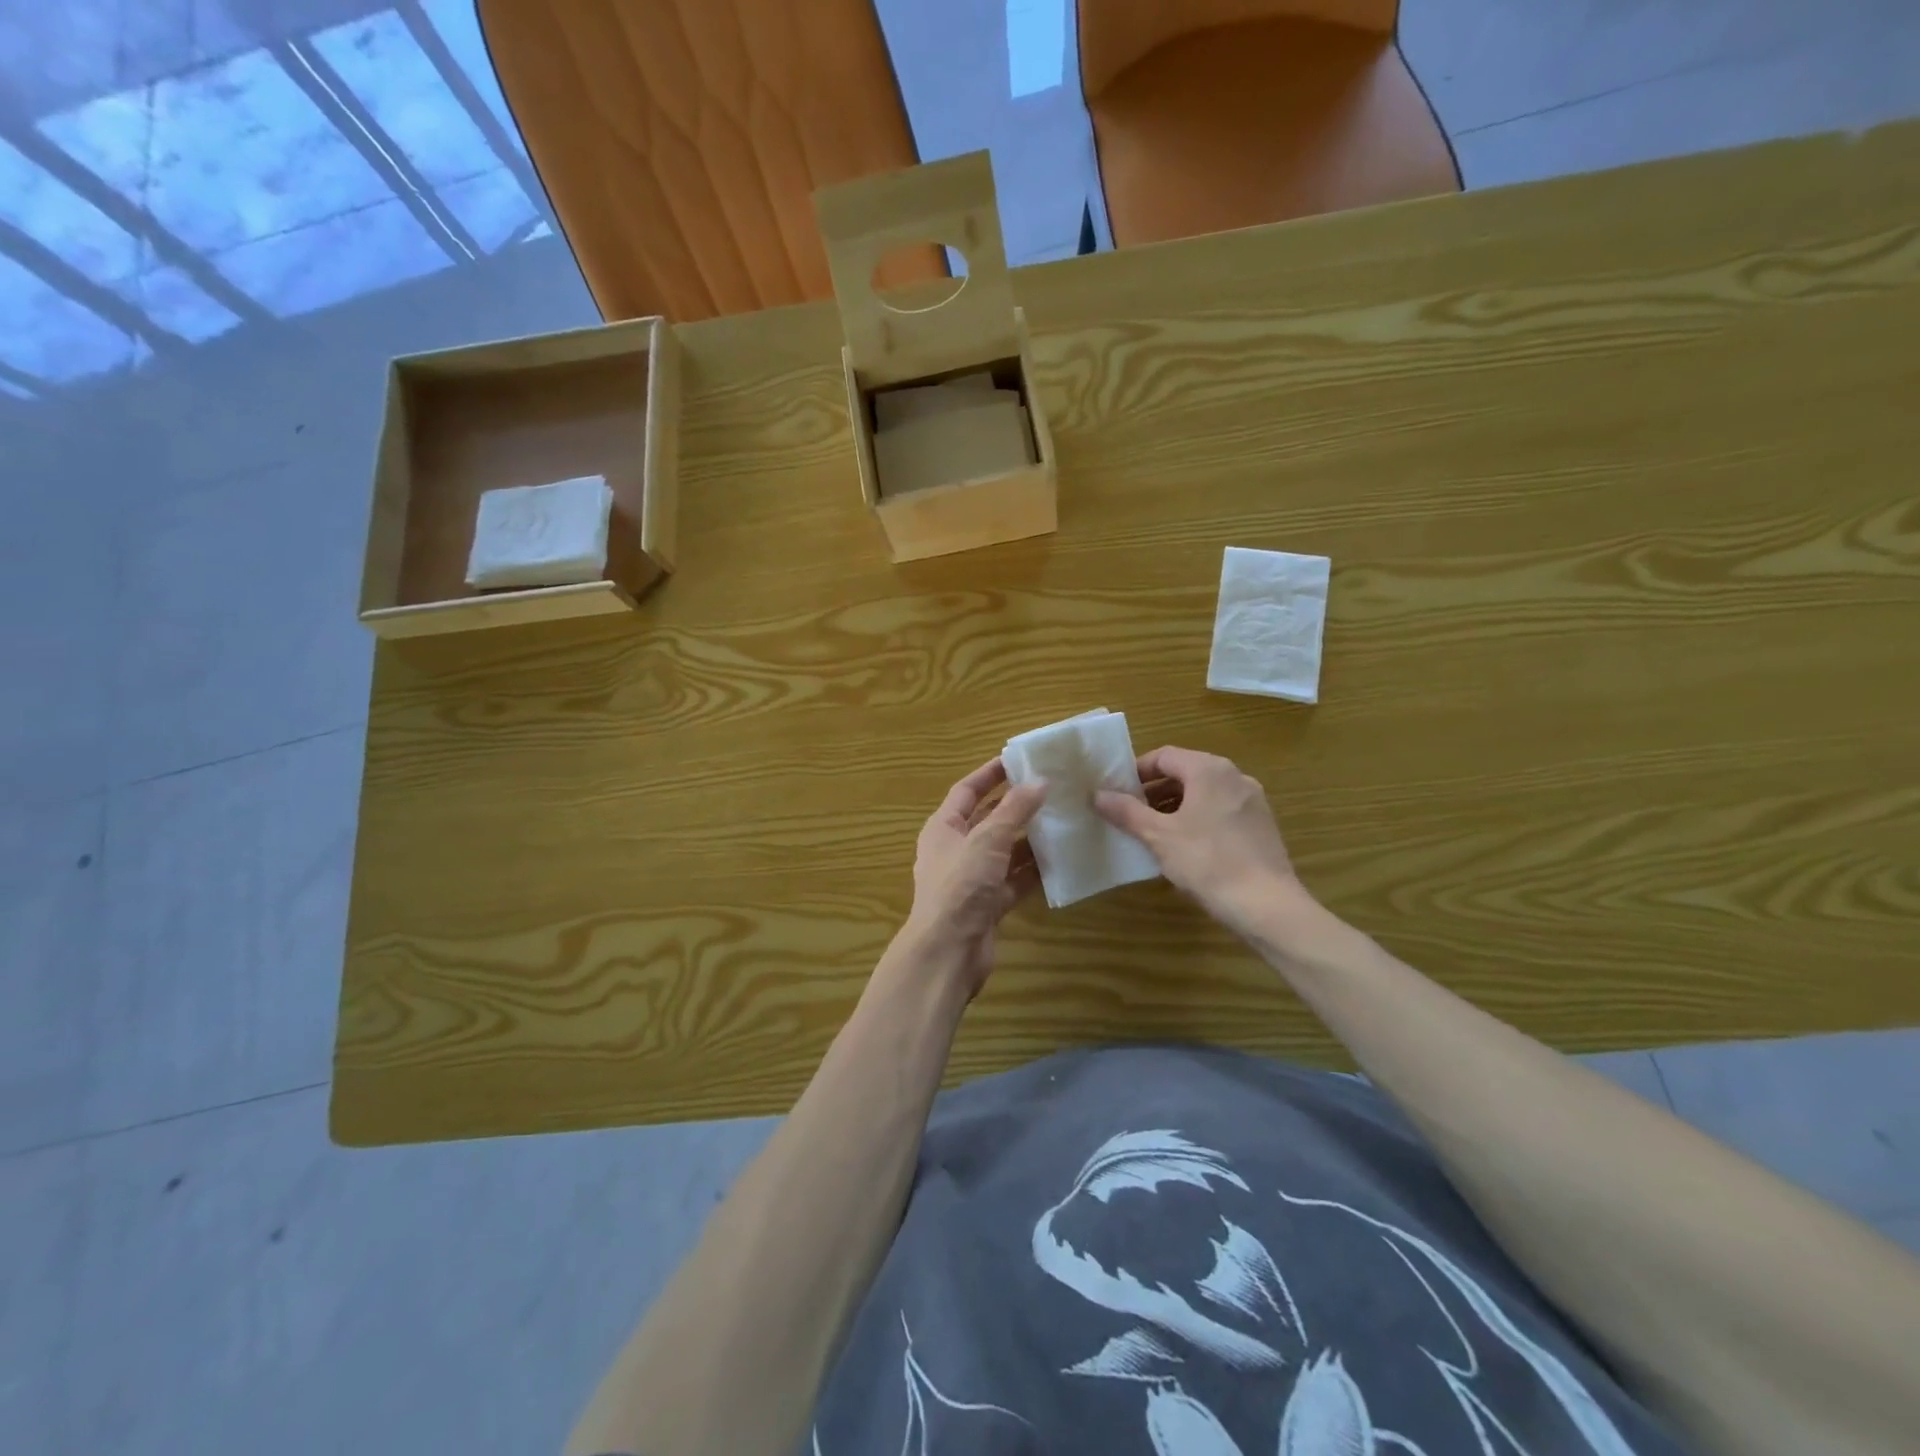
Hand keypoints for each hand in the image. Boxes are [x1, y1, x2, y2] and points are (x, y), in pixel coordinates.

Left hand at [900, 757, 1044, 998]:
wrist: (948, 952)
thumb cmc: (960, 887)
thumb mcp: (987, 840)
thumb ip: (1014, 810)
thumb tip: (1040, 781)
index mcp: (943, 828)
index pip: (967, 791)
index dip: (990, 774)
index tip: (1019, 760)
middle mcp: (956, 850)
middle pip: (988, 820)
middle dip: (1016, 806)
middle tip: (1051, 789)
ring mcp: (973, 879)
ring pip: (1005, 851)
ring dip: (1029, 838)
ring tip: (1063, 821)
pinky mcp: (989, 904)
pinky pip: (1014, 880)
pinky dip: (1033, 871)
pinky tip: (1061, 860)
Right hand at [1094, 746, 1311, 936]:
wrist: (1266, 905)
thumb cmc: (1207, 861)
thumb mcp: (1158, 836)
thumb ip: (1126, 811)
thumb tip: (1097, 794)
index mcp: (1209, 770)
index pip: (1164, 756)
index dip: (1136, 772)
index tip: (1117, 793)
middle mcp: (1234, 776)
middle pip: (1185, 772)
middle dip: (1154, 791)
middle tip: (1130, 815)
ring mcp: (1252, 801)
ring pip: (1204, 793)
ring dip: (1175, 806)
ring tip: (1153, 833)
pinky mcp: (1261, 825)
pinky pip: (1221, 810)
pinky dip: (1198, 819)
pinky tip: (1185, 847)